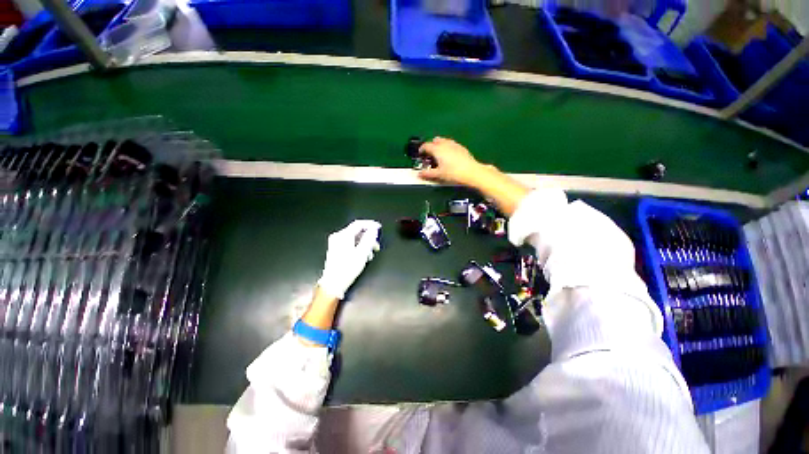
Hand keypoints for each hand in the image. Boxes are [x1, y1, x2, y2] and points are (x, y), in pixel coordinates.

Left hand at [317, 220, 381, 299]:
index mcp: (343, 235)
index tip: (379, 228)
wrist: (333, 284)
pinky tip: (363, 256)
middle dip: (368, 237)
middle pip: (356, 231)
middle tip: (376, 245)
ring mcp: (335, 243)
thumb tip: (374, 230)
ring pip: (354, 238)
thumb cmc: (347, 269)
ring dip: (364, 243)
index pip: (359, 224)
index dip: (370, 224)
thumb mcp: (362, 253)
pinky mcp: (336, 249)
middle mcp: (338, 236)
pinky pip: (350, 243)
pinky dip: (358, 247)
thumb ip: (369, 239)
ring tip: (371, 254)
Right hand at [418, 137, 486, 186]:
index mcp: (438, 149)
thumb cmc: (454, 173)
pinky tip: (449, 156)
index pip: (426, 146)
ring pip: (444, 141)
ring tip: (439, 154)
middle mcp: (445, 144)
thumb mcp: (438, 175)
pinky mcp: (462, 148)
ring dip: (439, 146)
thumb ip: (427, 173)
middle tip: (429, 154)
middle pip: (435, 141)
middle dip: (431, 146)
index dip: (421, 149)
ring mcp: (454, 145)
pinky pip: (452, 145)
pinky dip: (448, 148)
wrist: (471, 172)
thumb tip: (420, 174)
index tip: (420, 153)